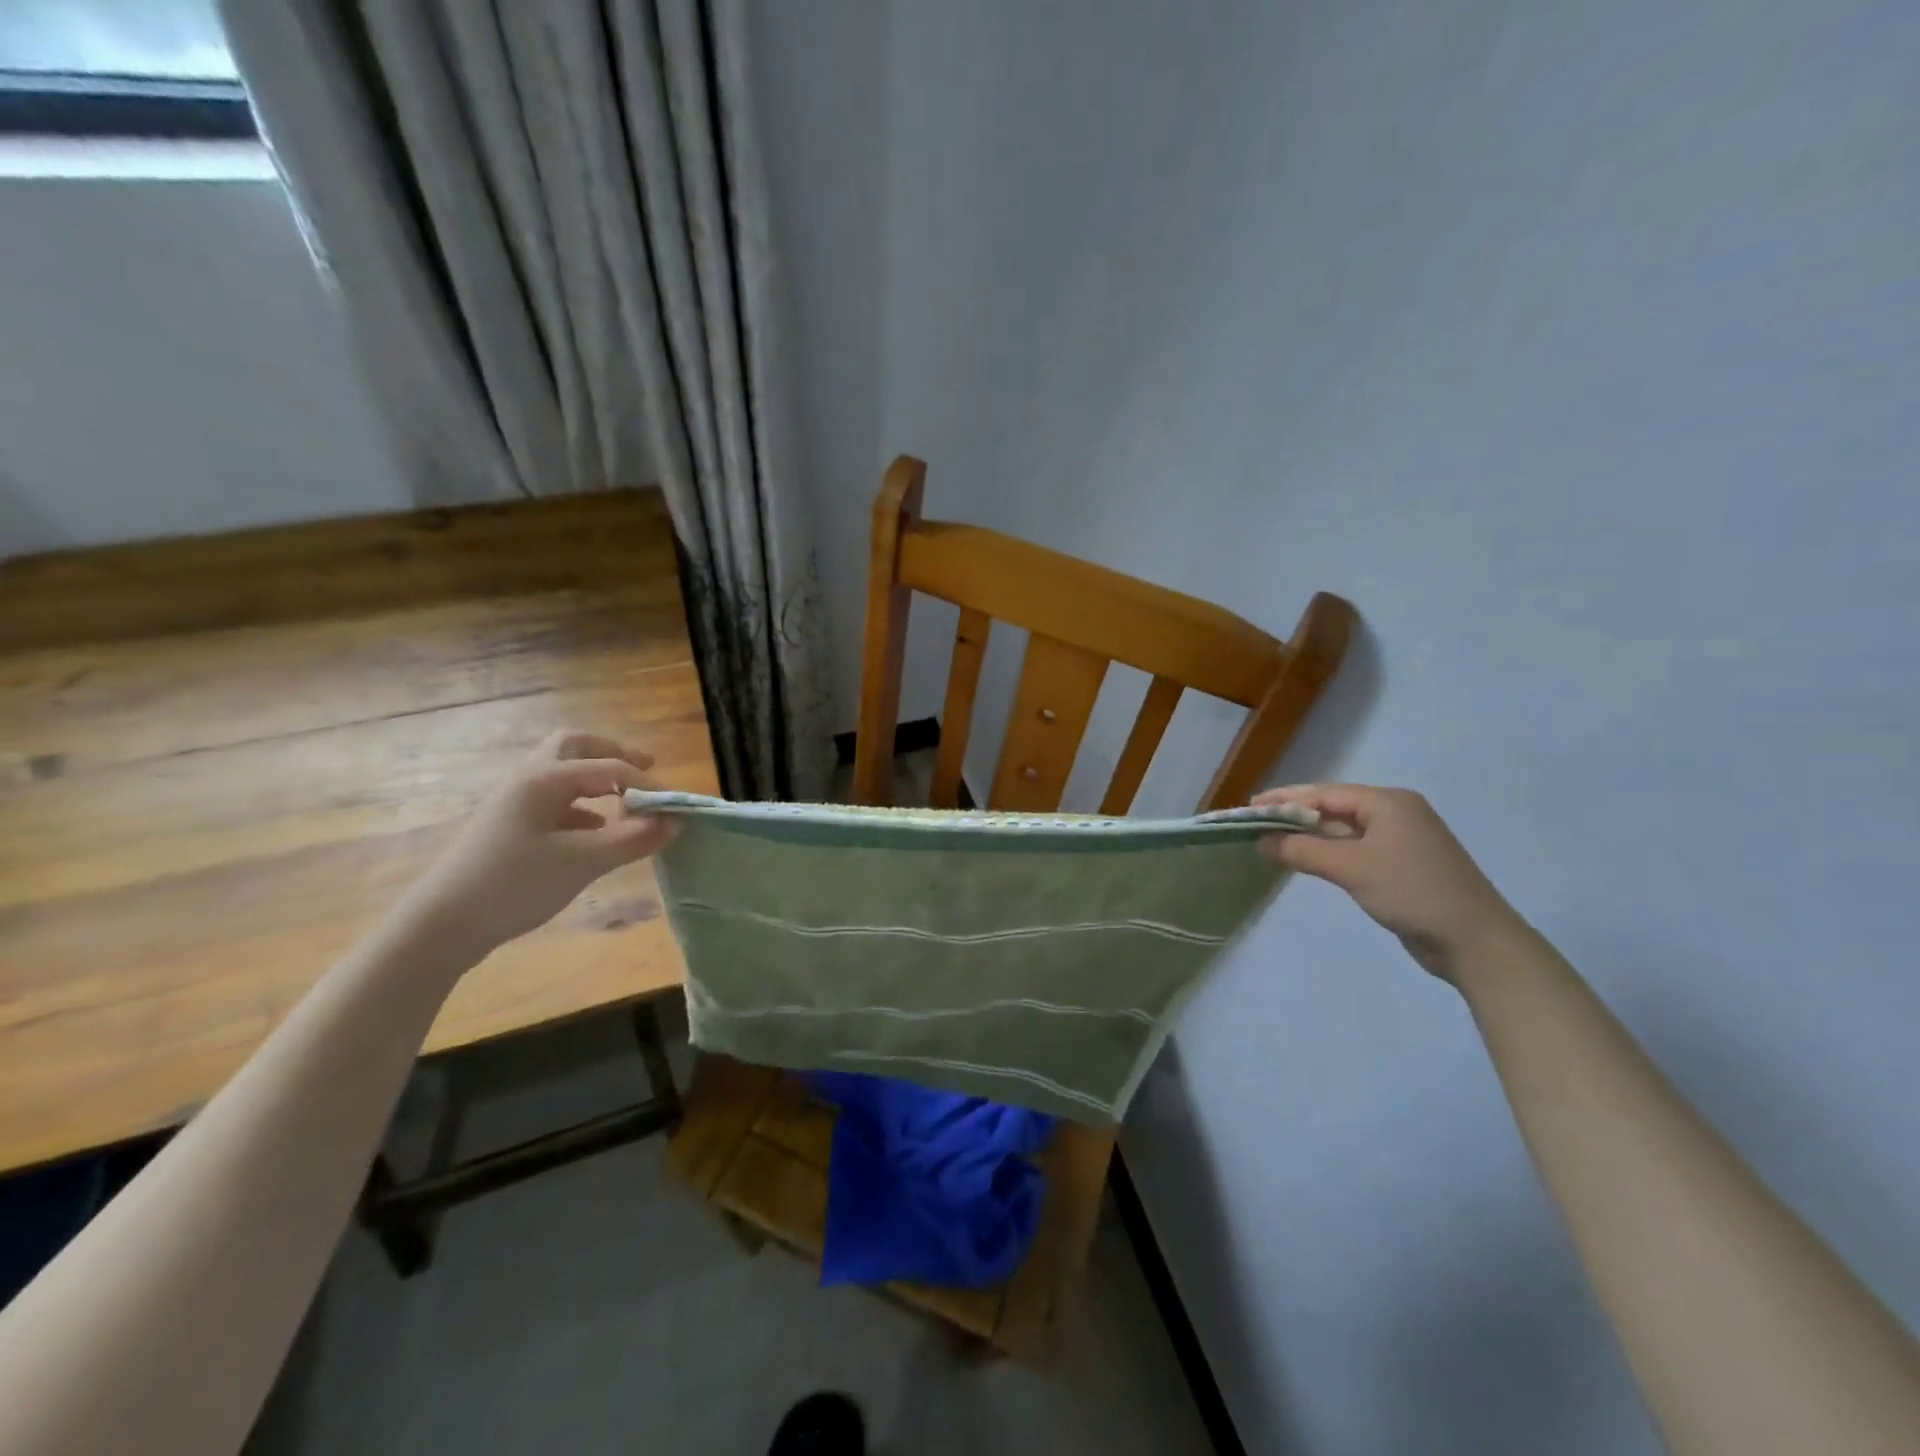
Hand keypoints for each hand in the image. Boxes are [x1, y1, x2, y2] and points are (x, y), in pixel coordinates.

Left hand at [400, 731, 677, 961]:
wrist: (440, 926)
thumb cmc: (514, 885)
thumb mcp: (583, 862)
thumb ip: (633, 839)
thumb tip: (676, 822)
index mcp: (544, 778)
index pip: (611, 768)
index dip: (649, 785)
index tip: (678, 808)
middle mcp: (528, 778)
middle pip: (576, 746)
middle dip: (615, 755)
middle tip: (647, 770)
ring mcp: (514, 801)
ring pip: (562, 771)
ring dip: (597, 778)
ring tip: (627, 803)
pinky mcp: (509, 825)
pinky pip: (554, 799)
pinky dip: (582, 805)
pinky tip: (596, 832)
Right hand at [1255, 784, 1527, 981]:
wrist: (1475, 942)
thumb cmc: (1412, 892)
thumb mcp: (1351, 868)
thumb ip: (1302, 850)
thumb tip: (1261, 840)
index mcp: (1388, 802)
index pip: (1324, 793)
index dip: (1285, 799)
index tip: (1250, 807)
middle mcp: (1396, 813)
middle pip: (1334, 807)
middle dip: (1295, 814)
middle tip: (1256, 822)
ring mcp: (1402, 840)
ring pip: (1345, 830)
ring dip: (1310, 834)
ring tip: (1273, 839)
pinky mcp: (1404, 865)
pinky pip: (1356, 849)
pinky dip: (1330, 851)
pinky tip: (1309, 858)